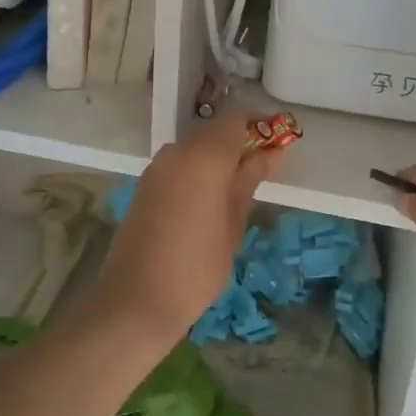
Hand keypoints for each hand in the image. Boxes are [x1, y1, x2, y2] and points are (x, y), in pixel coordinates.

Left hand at [89, 112, 287, 346]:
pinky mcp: (145, 183)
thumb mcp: (234, 221)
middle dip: (239, 143)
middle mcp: (178, 149)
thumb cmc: (198, 264)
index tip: (277, 144)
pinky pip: (178, 163)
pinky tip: (208, 199)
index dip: (259, 126)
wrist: (137, 298)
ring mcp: (157, 165)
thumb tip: (274, 152)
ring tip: (237, 188)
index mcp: (205, 154)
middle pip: (214, 130)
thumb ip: (251, 179)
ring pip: (195, 146)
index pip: (237, 118)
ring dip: (217, 157)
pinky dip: (197, 170)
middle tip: (262, 170)